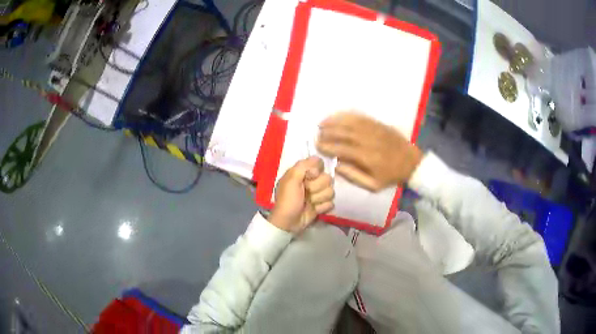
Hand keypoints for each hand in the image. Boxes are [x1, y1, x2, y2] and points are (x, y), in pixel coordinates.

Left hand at [269, 157, 334, 233]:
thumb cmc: (288, 199)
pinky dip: (321, 207)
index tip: (308, 177)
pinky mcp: (322, 205)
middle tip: (306, 193)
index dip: (316, 171)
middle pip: (327, 178)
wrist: (288, 222)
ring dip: (318, 198)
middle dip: (316, 188)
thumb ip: (303, 166)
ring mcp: (318, 194)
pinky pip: (331, 203)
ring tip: (308, 202)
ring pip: (331, 191)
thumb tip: (318, 159)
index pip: (320, 164)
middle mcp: (312, 181)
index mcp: (303, 172)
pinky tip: (313, 209)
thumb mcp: (291, 180)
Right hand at [317, 111, 422, 191]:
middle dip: (328, 132)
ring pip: (350, 122)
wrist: (412, 162)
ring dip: (334, 121)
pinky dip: (347, 115)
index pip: (342, 149)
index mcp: (367, 158)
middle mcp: (369, 141)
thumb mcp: (373, 185)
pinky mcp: (378, 124)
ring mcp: (374, 130)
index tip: (317, 145)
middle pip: (344, 133)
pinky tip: (337, 115)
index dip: (328, 146)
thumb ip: (354, 176)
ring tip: (322, 123)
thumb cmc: (391, 176)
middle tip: (317, 134)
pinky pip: (360, 117)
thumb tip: (336, 166)